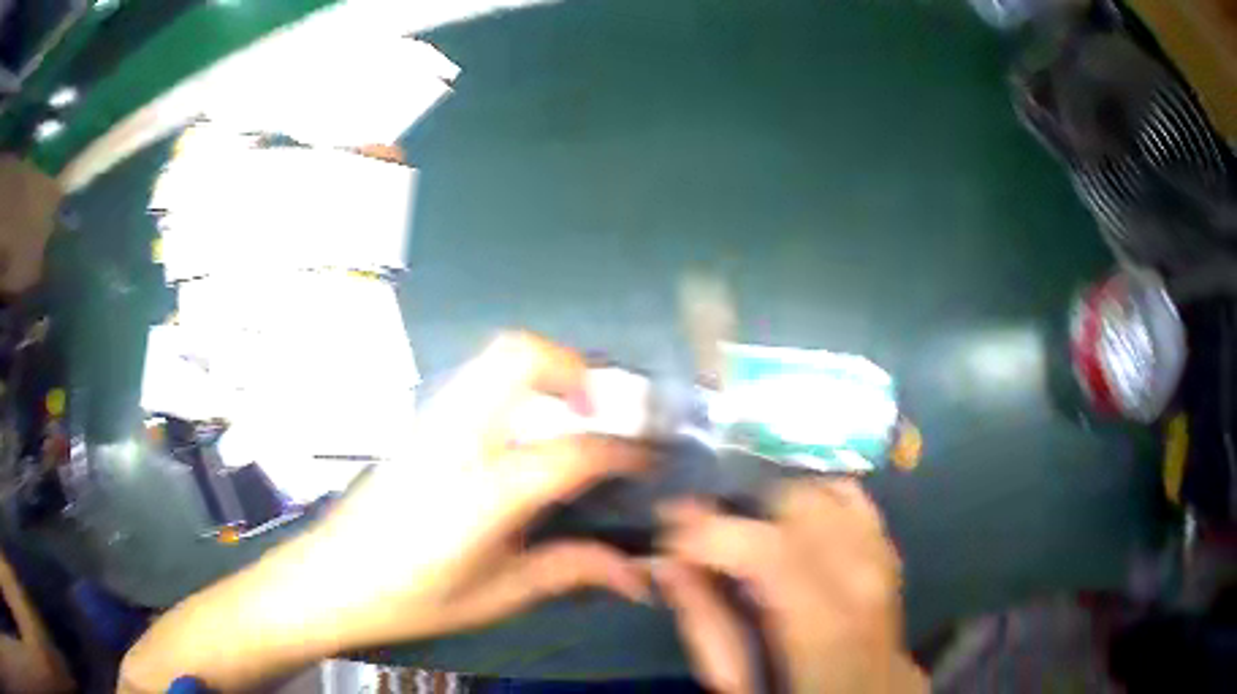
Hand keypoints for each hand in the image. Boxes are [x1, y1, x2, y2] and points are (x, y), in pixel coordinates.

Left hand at [306, 332, 652, 645]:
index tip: (649, 459)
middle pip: (520, 356)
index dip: (623, 451)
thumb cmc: (412, 597)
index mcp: (481, 492)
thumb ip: (569, 571)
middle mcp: (456, 439)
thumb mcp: (498, 595)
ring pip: (495, 356)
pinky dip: (518, 386)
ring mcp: (432, 422)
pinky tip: (525, 434)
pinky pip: (479, 379)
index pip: (571, 452)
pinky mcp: (420, 423)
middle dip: (576, 368)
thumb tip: (637, 575)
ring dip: (546, 371)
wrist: (331, 579)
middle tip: (603, 412)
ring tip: (573, 416)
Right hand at [656, 480, 926, 693]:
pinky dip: (817, 498)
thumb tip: (667, 562)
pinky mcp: (891, 554)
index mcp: (826, 631)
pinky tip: (791, 521)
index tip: (669, 535)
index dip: (712, 532)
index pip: (770, 553)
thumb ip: (703, 622)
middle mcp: (866, 585)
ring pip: (833, 493)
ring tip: (746, 529)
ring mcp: (886, 565)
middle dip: (744, 512)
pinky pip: (857, 501)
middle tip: (705, 537)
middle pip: (805, 508)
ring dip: (778, 504)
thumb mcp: (735, 681)